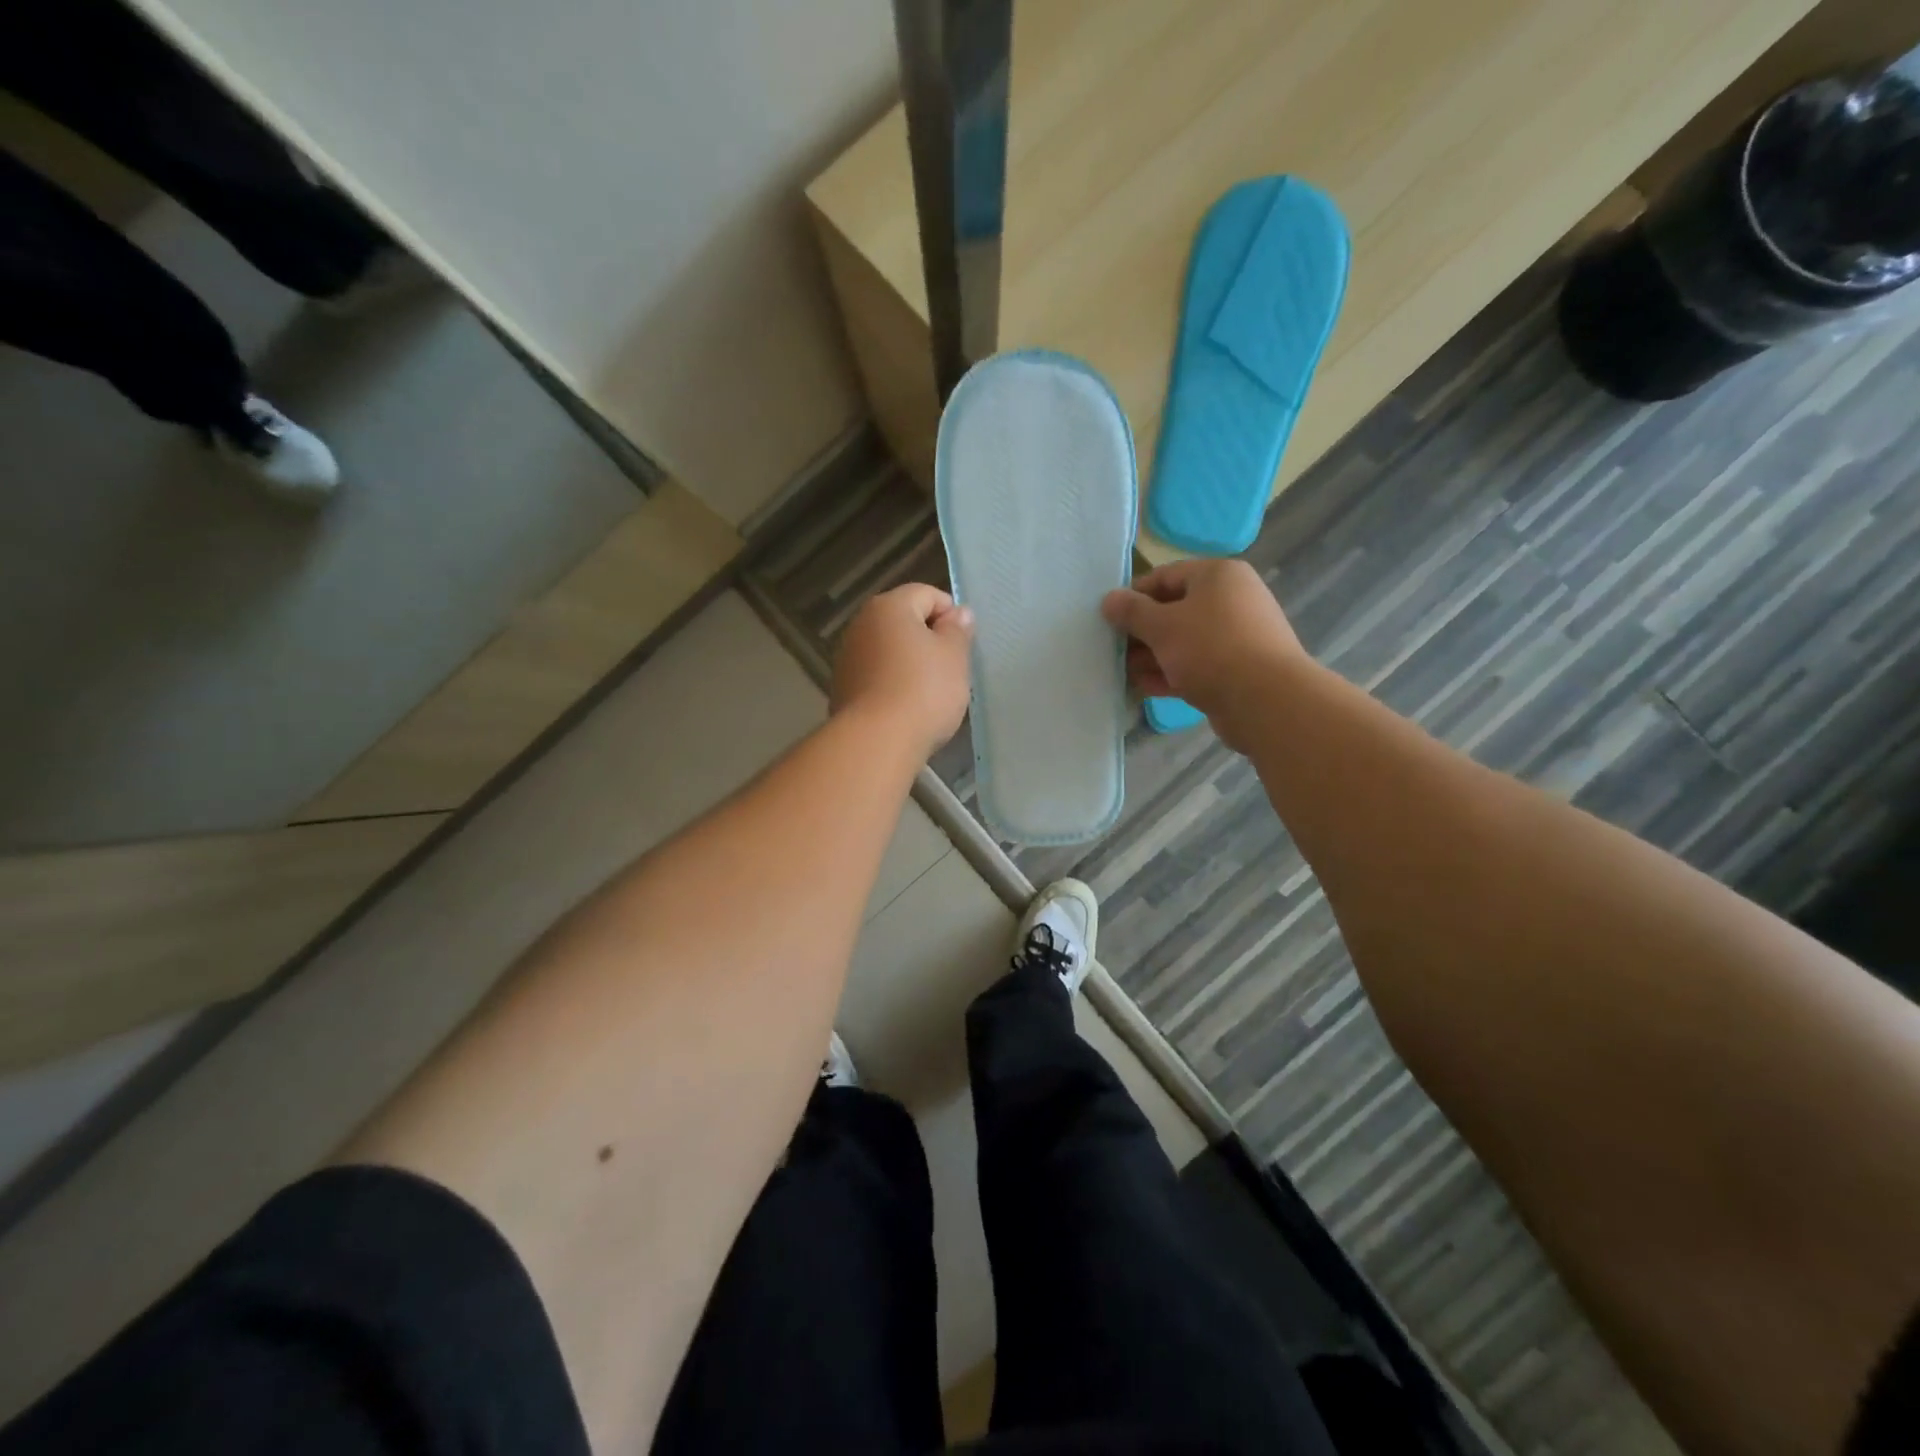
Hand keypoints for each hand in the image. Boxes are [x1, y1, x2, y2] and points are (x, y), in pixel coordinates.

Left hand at [832, 583, 974, 758]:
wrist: (876, 742)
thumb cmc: (923, 691)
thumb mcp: (954, 657)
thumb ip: (958, 630)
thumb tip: (959, 613)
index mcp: (889, 607)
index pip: (927, 594)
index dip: (951, 615)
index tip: (963, 646)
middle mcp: (861, 624)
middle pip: (904, 622)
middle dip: (929, 641)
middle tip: (951, 670)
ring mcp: (848, 657)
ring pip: (889, 651)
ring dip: (910, 664)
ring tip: (930, 694)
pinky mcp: (843, 689)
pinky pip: (877, 677)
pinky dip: (893, 685)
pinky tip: (907, 709)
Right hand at [1101, 560, 1307, 750]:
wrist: (1265, 700)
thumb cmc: (1210, 649)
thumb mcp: (1162, 626)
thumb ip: (1131, 612)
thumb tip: (1109, 599)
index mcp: (1218, 576)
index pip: (1165, 576)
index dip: (1134, 596)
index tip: (1109, 619)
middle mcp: (1232, 599)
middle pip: (1174, 610)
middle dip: (1142, 632)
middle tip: (1114, 650)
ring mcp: (1237, 636)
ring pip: (1184, 641)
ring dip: (1153, 656)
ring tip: (1127, 674)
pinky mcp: (1238, 668)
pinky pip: (1198, 665)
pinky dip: (1172, 673)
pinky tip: (1147, 688)